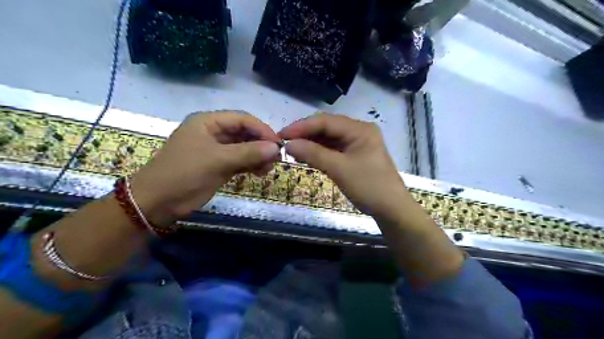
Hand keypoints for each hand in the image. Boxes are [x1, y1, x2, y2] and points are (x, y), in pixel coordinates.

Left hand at [131, 111, 280, 223]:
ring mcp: (217, 150)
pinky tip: (261, 172)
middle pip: (245, 133)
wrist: (158, 202)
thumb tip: (275, 148)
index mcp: (208, 122)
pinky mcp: (219, 166)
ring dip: (258, 156)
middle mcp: (214, 133)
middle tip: (277, 158)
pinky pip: (241, 161)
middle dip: (261, 144)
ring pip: (245, 148)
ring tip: (269, 168)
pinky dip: (252, 165)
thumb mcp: (217, 160)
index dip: (262, 129)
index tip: (278, 144)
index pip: (242, 119)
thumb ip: (248, 152)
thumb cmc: (184, 173)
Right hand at [280, 113, 412, 219]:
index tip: (281, 135)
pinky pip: (333, 149)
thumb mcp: (339, 169)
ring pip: (329, 138)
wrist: (391, 209)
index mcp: (360, 129)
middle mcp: (359, 131)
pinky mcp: (355, 155)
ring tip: (292, 150)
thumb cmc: (369, 187)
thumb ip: (313, 154)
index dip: (302, 127)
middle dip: (305, 134)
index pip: (326, 121)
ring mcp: (357, 143)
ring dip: (311, 143)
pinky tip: (306, 156)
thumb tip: (288, 144)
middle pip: (327, 127)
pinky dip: (319, 152)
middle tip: (284, 143)